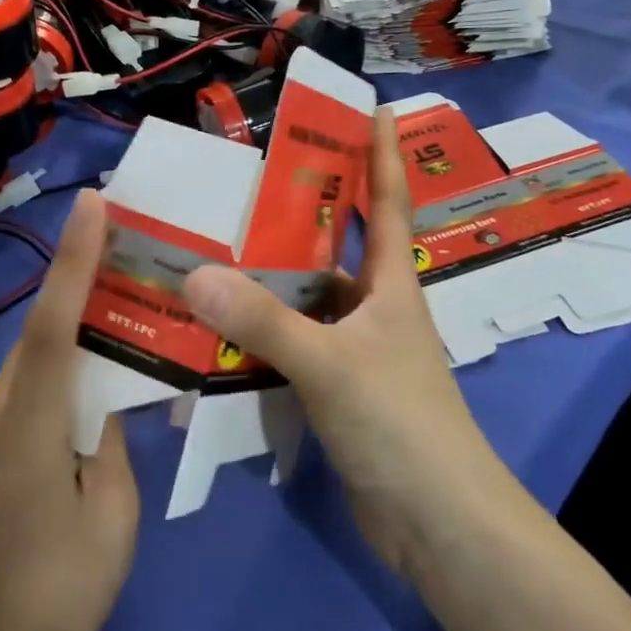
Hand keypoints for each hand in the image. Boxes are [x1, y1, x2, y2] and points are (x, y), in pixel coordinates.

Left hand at [0, 190, 139, 630]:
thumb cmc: (67, 590)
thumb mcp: (113, 509)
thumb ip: (109, 435)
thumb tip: (107, 389)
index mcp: (28, 428)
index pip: (52, 326)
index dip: (72, 262)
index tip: (91, 205)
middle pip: (42, 334)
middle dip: (81, 285)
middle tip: (129, 246)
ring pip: (35, 360)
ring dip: (74, 331)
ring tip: (123, 307)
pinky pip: (27, 389)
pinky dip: (60, 370)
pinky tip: (94, 377)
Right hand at [182, 109, 500, 573]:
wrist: (437, 523)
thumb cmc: (401, 424)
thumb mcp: (330, 364)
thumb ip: (263, 322)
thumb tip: (192, 275)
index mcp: (390, 284)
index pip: (387, 201)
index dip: (382, 152)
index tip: (372, 106)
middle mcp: (373, 309)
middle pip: (332, 247)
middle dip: (298, 213)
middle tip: (244, 182)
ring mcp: (354, 351)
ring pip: (303, 301)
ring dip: (266, 283)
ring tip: (209, 252)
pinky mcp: (335, 390)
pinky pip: (290, 347)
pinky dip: (259, 337)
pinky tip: (217, 331)